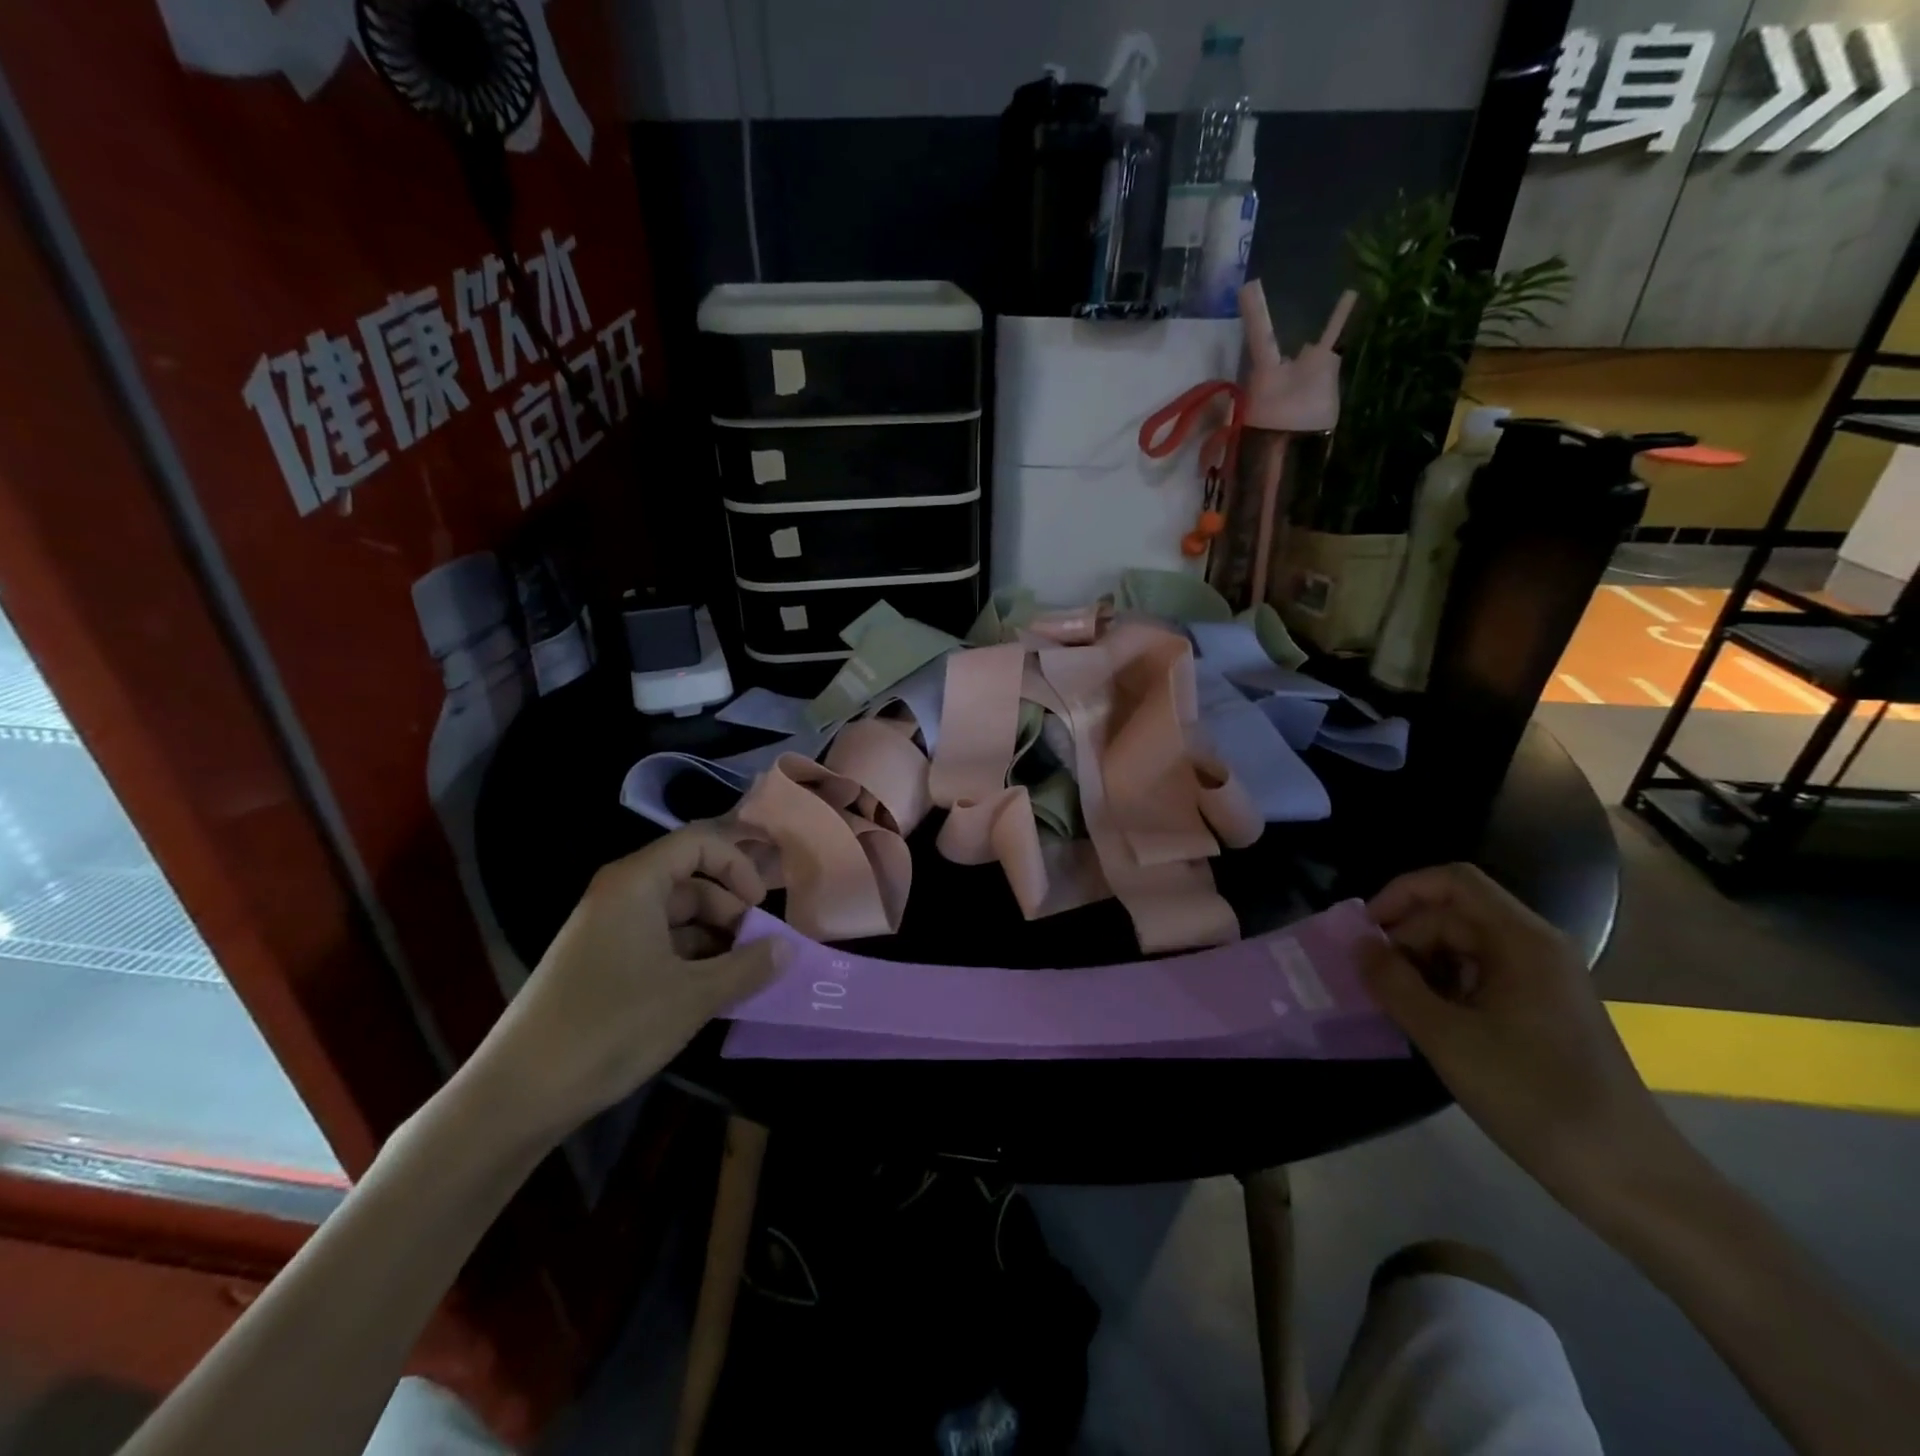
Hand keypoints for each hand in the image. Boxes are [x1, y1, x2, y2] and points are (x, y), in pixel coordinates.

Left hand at [467, 829, 783, 1145]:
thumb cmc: (611, 1027)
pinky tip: (710, 994)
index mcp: (636, 884)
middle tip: (760, 950)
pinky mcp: (600, 964)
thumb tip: (787, 949)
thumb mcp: (693, 996)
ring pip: (678, 916)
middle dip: (732, 910)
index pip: (699, 843)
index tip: (761, 907)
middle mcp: (619, 896)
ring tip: (742, 977)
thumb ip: (748, 966)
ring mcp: (607, 931)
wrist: (518, 1094)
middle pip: (691, 880)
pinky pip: (659, 944)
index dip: (738, 866)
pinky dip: (690, 960)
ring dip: (715, 940)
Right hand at [1361, 863, 1679, 1209]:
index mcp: (1521, 940)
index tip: (1366, 933)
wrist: (1628, 1177)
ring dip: (1421, 966)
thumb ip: (1393, 983)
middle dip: (1406, 939)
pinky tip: (1429, 1024)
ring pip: (1463, 946)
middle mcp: (1535, 947)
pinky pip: (1480, 976)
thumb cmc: (1533, 1097)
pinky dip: (1444, 988)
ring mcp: (1542, 979)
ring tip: (1396, 1006)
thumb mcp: (1446, 1038)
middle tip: (1374, 983)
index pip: (1452, 881)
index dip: (1401, 893)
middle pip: (1454, 914)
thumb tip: (1358, 945)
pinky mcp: (1542, 1009)